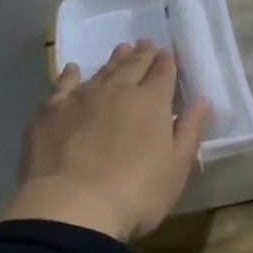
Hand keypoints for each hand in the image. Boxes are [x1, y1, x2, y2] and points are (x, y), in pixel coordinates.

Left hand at [0, 41, 212, 239]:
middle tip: (146, 44)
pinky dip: (70, 75)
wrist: (71, 208)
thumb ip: (189, 131)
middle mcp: (117, 91)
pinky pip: (63, 85)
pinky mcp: (50, 112)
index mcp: (151, 103)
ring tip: (121, 50)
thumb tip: (202, 101)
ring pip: (101, 71)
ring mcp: (81, 98)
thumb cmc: (136, 193)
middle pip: (133, 66)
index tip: (168, 54)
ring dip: (113, 60)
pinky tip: (72, 70)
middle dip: (142, 54)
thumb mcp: (177, 168)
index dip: (167, 63)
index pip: (163, 73)